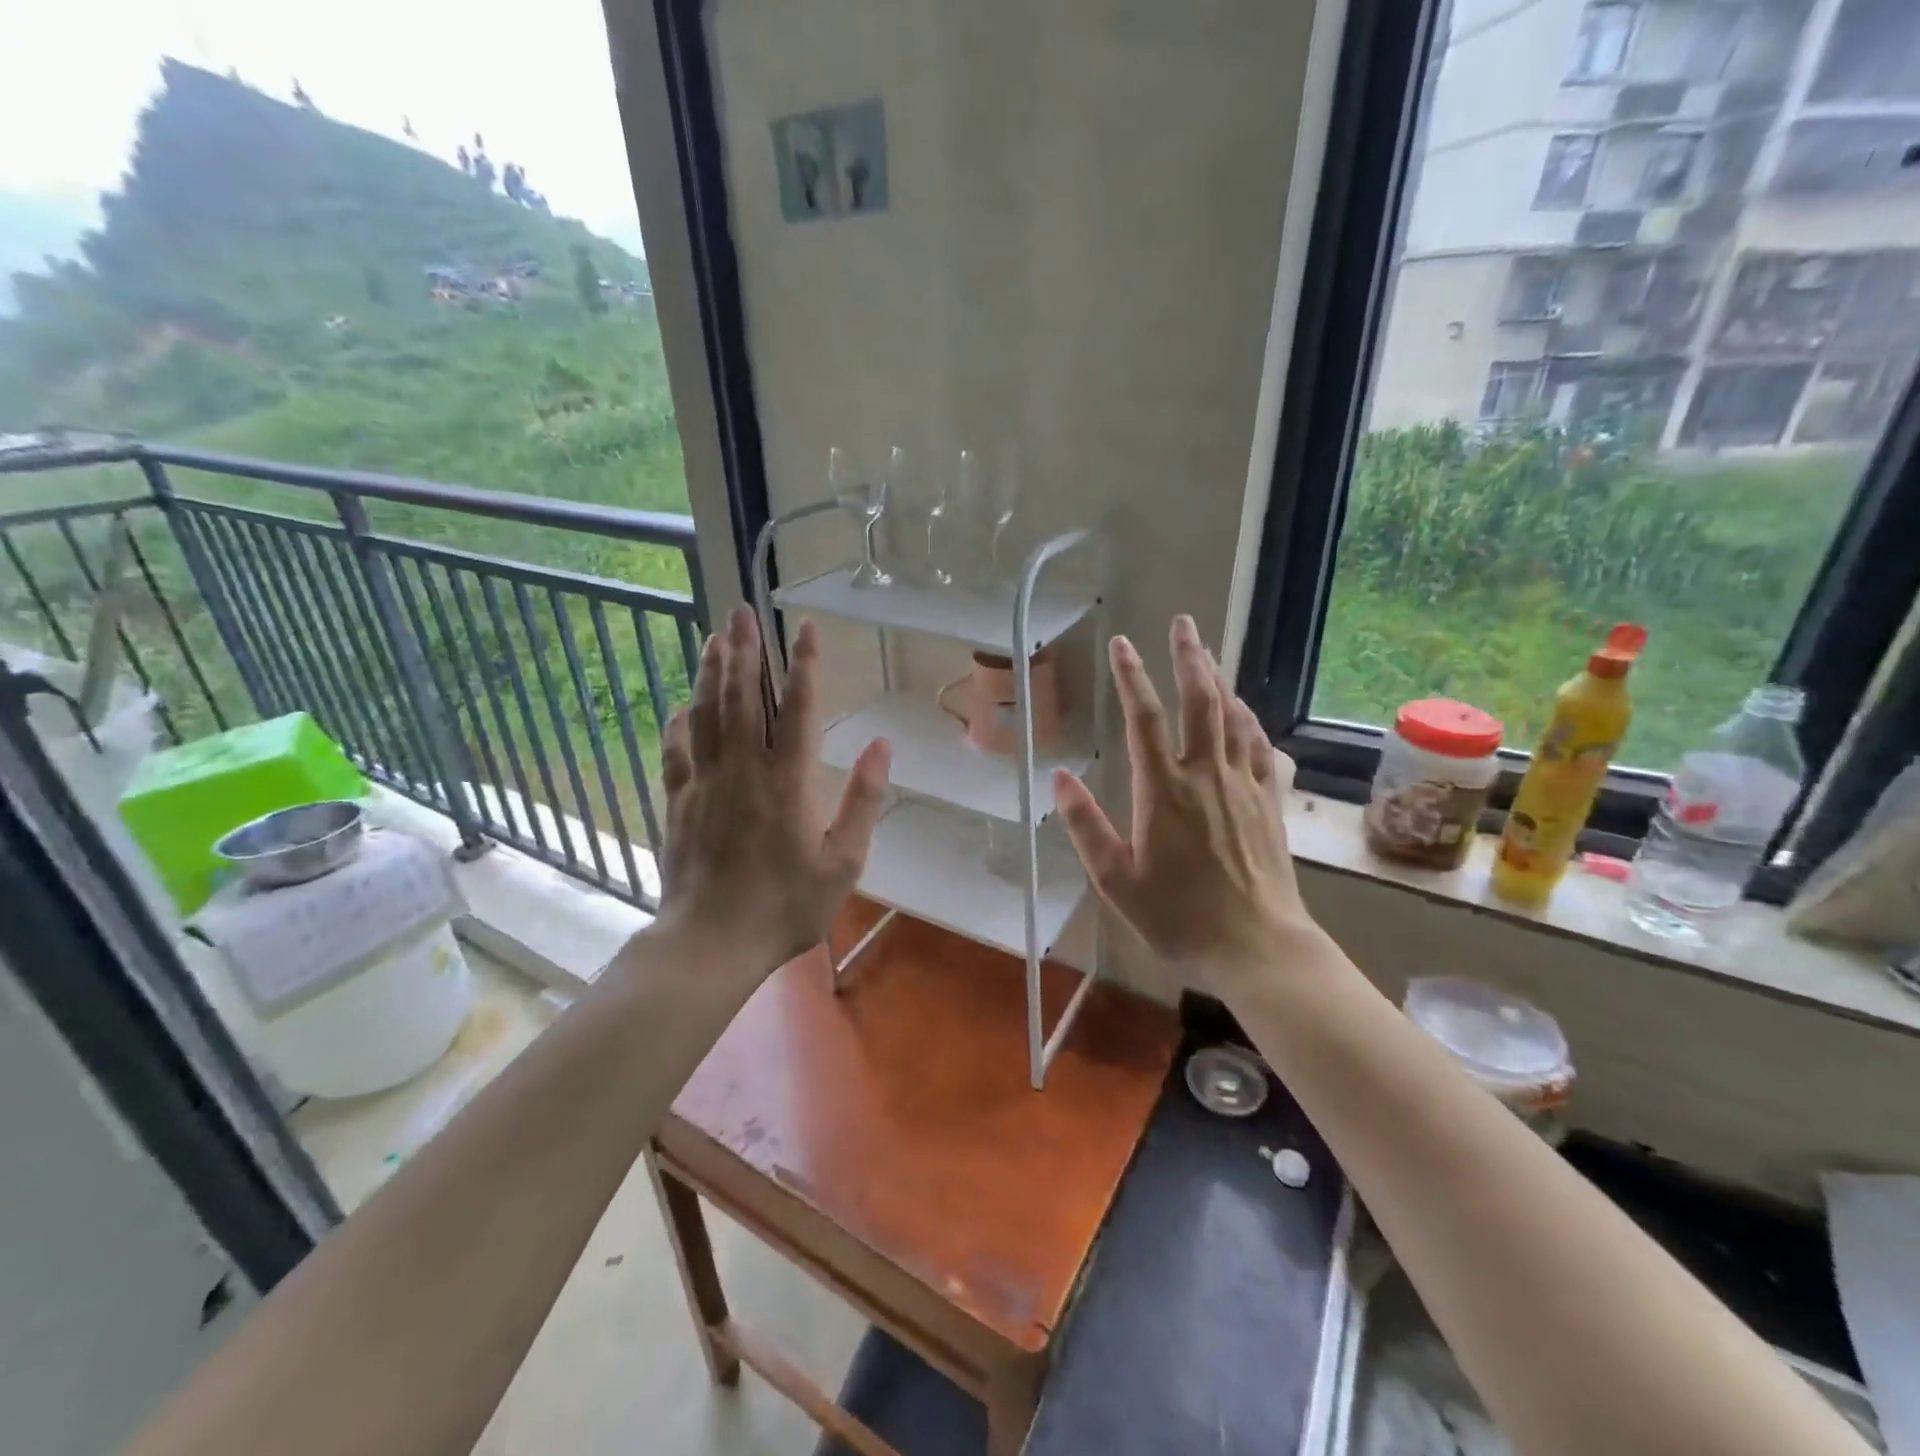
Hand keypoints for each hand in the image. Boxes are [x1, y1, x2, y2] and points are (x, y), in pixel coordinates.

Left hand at [658, 606, 890, 975]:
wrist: (712, 942)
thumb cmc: (786, 905)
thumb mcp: (844, 861)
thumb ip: (863, 800)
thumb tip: (881, 746)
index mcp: (788, 781)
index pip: (797, 707)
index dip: (803, 663)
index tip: (804, 626)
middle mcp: (743, 770)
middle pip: (741, 697)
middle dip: (744, 650)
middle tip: (742, 611)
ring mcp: (705, 783)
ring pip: (705, 714)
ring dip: (710, 672)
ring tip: (714, 637)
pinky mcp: (678, 803)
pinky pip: (676, 752)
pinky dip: (679, 724)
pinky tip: (681, 706)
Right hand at [1053, 615, 1315, 998]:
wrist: (1257, 947)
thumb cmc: (1179, 917)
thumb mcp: (1116, 880)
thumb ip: (1085, 826)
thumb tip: (1058, 778)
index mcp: (1163, 791)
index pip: (1143, 718)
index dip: (1131, 675)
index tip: (1122, 642)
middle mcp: (1206, 775)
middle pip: (1200, 701)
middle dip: (1189, 657)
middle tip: (1184, 623)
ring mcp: (1244, 786)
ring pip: (1234, 718)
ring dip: (1220, 681)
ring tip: (1208, 657)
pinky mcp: (1269, 802)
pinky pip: (1260, 748)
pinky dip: (1249, 722)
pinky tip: (1244, 715)